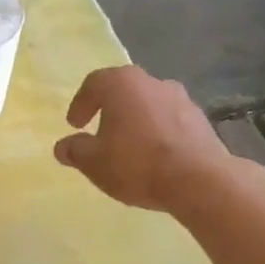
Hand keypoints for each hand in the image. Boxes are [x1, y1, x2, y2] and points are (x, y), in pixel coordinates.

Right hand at [53, 65, 237, 212]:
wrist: (200, 181)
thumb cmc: (137, 164)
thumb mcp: (94, 162)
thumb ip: (75, 151)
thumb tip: (63, 146)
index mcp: (122, 83)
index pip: (93, 84)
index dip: (80, 104)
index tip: (74, 125)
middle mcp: (152, 82)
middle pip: (124, 91)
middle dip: (109, 110)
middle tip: (100, 133)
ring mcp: (181, 99)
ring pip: (149, 105)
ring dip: (136, 121)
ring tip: (129, 147)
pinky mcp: (201, 120)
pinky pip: (170, 121)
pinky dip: (158, 133)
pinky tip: (155, 156)